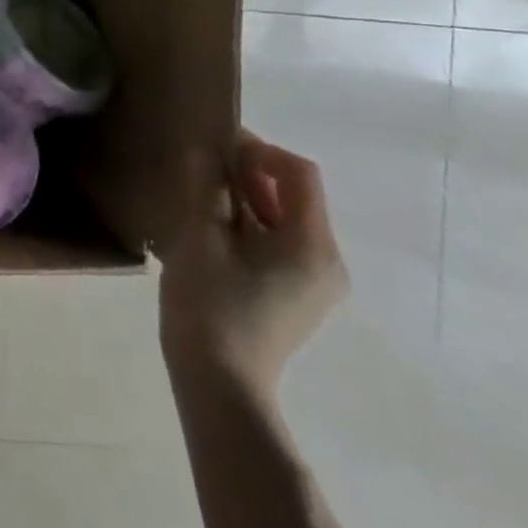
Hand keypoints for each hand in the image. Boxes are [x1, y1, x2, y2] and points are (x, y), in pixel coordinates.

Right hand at [159, 131, 348, 396]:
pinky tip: (213, 234)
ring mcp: (316, 283)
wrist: (219, 381)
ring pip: (284, 221)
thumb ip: (207, 188)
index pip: (299, 174)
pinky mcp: (299, 298)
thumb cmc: (209, 303)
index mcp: (312, 244)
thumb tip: (207, 151)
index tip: (216, 147)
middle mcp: (327, 260)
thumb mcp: (200, 237)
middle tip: (201, 169)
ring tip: (200, 199)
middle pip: (294, 197)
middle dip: (249, 175)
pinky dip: (250, 228)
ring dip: (246, 201)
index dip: (259, 151)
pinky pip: (279, 246)